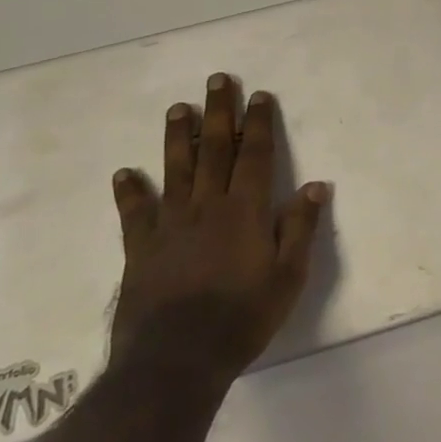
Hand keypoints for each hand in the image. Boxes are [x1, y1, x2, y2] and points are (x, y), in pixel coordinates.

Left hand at [109, 74, 329, 387]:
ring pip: (175, 170)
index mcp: (246, 211)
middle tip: (217, 80)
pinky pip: (135, 214)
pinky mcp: (141, 250)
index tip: (259, 95)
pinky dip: (129, 192)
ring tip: (178, 108)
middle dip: (219, 113)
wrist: (175, 361)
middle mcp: (208, 207)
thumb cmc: (242, 318)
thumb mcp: (289, 276)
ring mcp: (170, 226)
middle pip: (215, 150)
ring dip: (177, 137)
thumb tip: (316, 185)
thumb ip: (300, 228)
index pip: (256, 156)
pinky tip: (124, 173)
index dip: (259, 123)